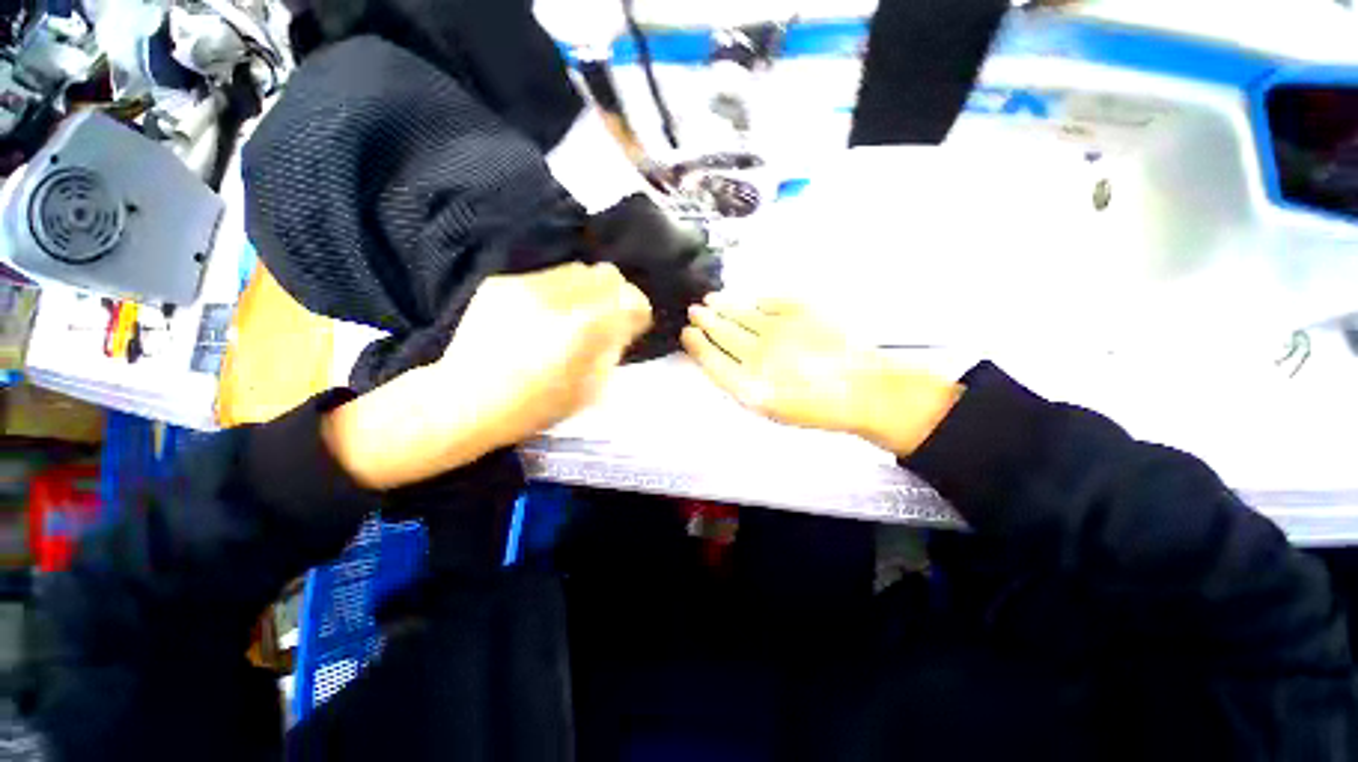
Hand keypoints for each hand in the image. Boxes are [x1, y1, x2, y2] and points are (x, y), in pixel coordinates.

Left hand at [324, 263, 651, 488]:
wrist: (464, 400)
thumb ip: (613, 348)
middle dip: (615, 293)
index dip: (638, 309)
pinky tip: (544, 315)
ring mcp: (525, 286)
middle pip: (606, 274)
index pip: (630, 298)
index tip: (634, 321)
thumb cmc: (535, 406)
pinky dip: (557, 292)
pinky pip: (546, 277)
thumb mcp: (590, 388)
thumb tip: (624, 323)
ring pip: (577, 269)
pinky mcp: (501, 283)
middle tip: (608, 315)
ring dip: (586, 289)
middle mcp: (557, 298)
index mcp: (583, 328)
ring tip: (575, 313)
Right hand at [682, 294, 961, 455]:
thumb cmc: (815, 406)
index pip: (711, 359)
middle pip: (722, 331)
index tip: (687, 333)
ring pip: (741, 313)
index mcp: (749, 385)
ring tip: (711, 300)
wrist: (864, 390)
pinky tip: (747, 299)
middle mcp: (758, 354)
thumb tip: (719, 360)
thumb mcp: (771, 409)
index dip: (696, 344)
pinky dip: (753, 300)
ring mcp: (779, 329)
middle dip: (705, 320)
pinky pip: (768, 301)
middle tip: (695, 311)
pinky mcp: (801, 310)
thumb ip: (741, 385)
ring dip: (723, 305)